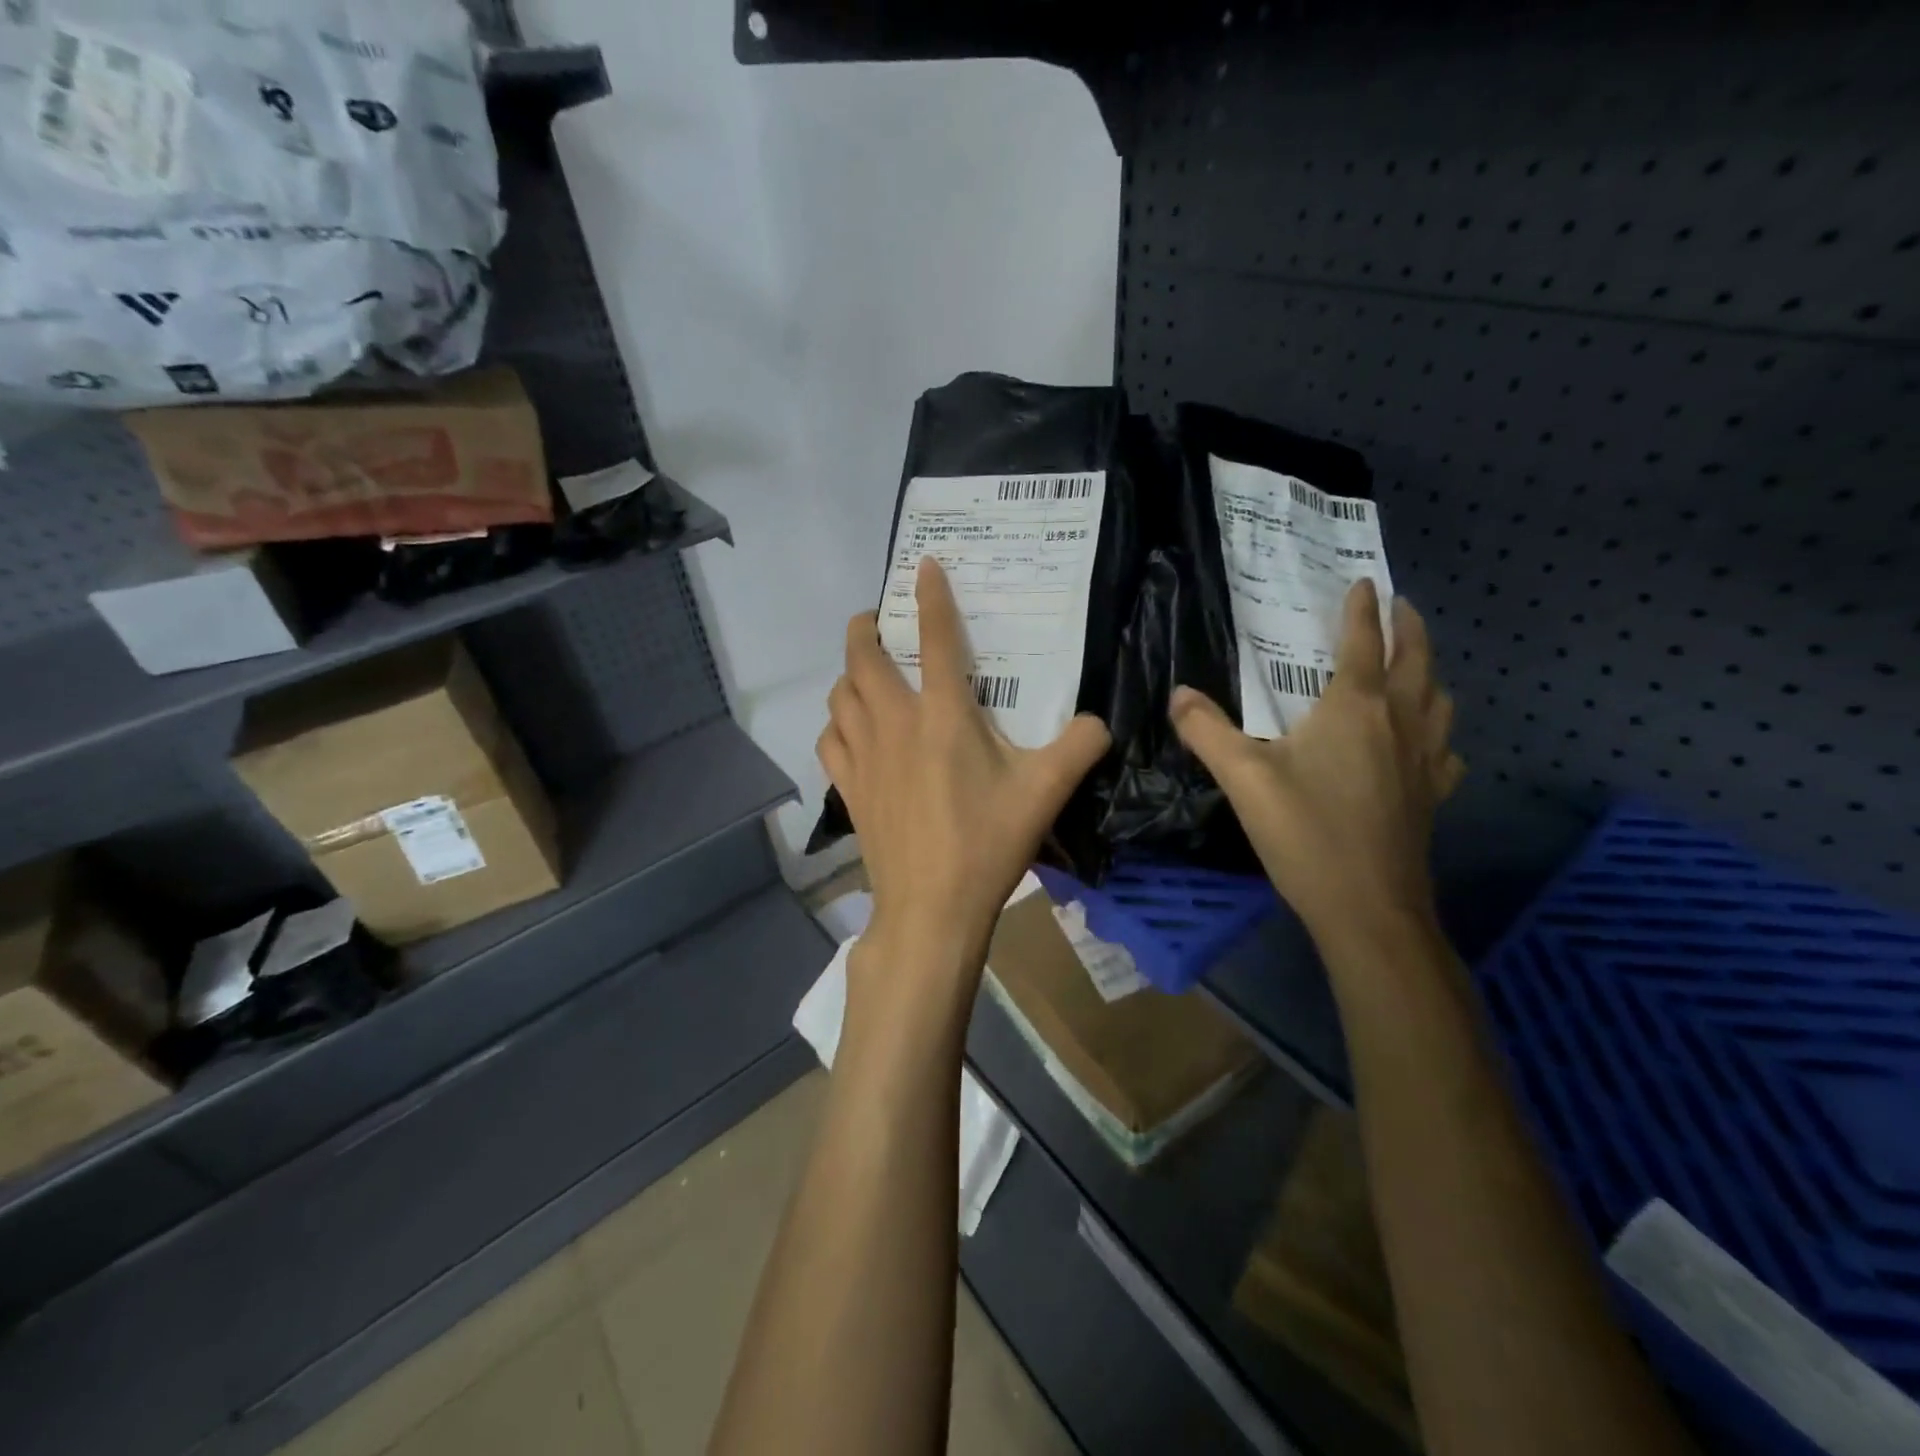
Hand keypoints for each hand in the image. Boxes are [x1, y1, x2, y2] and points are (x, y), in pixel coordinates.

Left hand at [819, 557, 1109, 1005]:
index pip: (936, 639)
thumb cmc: (987, 844)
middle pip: (863, 658)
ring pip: (839, 696)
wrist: (931, 908)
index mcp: (943, 717)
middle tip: (875, 620)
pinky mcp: (849, 789)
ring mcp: (864, 757)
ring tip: (863, 673)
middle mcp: (895, 724)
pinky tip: (850, 731)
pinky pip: (830, 740)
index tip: (922, 564)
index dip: (930, 596)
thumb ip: (1079, 747)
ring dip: (848, 674)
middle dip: (864, 628)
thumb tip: (1097, 723)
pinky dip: (837, 724)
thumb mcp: (1046, 793)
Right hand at [1169, 579, 1463, 946]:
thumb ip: (1207, 731)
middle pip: (1415, 661)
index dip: (1361, 610)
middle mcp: (1398, 723)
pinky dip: (1438, 731)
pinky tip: (1427, 743)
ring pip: (1438, 700)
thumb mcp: (1244, 778)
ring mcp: (1424, 760)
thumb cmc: (1306, 834)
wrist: (1368, 908)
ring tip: (1415, 664)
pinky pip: (1445, 749)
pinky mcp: (1432, 795)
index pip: (1362, 643)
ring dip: (1428, 671)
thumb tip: (1178, 694)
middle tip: (1400, 606)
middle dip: (1407, 627)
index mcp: (1355, 708)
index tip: (1362, 582)